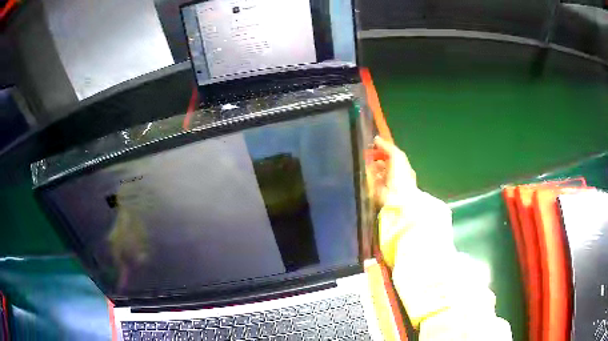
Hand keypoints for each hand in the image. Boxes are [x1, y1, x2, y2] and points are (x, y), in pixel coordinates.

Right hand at [367, 136, 416, 206]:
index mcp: (402, 166)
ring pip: (376, 171)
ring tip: (362, 157)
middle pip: (383, 162)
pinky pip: (370, 180)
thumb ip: (387, 146)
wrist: (397, 198)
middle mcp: (395, 174)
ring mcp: (385, 183)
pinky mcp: (376, 190)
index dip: (384, 148)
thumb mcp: (397, 156)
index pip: (392, 154)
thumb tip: (376, 138)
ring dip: (370, 165)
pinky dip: (367, 174)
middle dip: (375, 156)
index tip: (373, 142)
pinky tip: (362, 168)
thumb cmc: (400, 175)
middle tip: (366, 149)